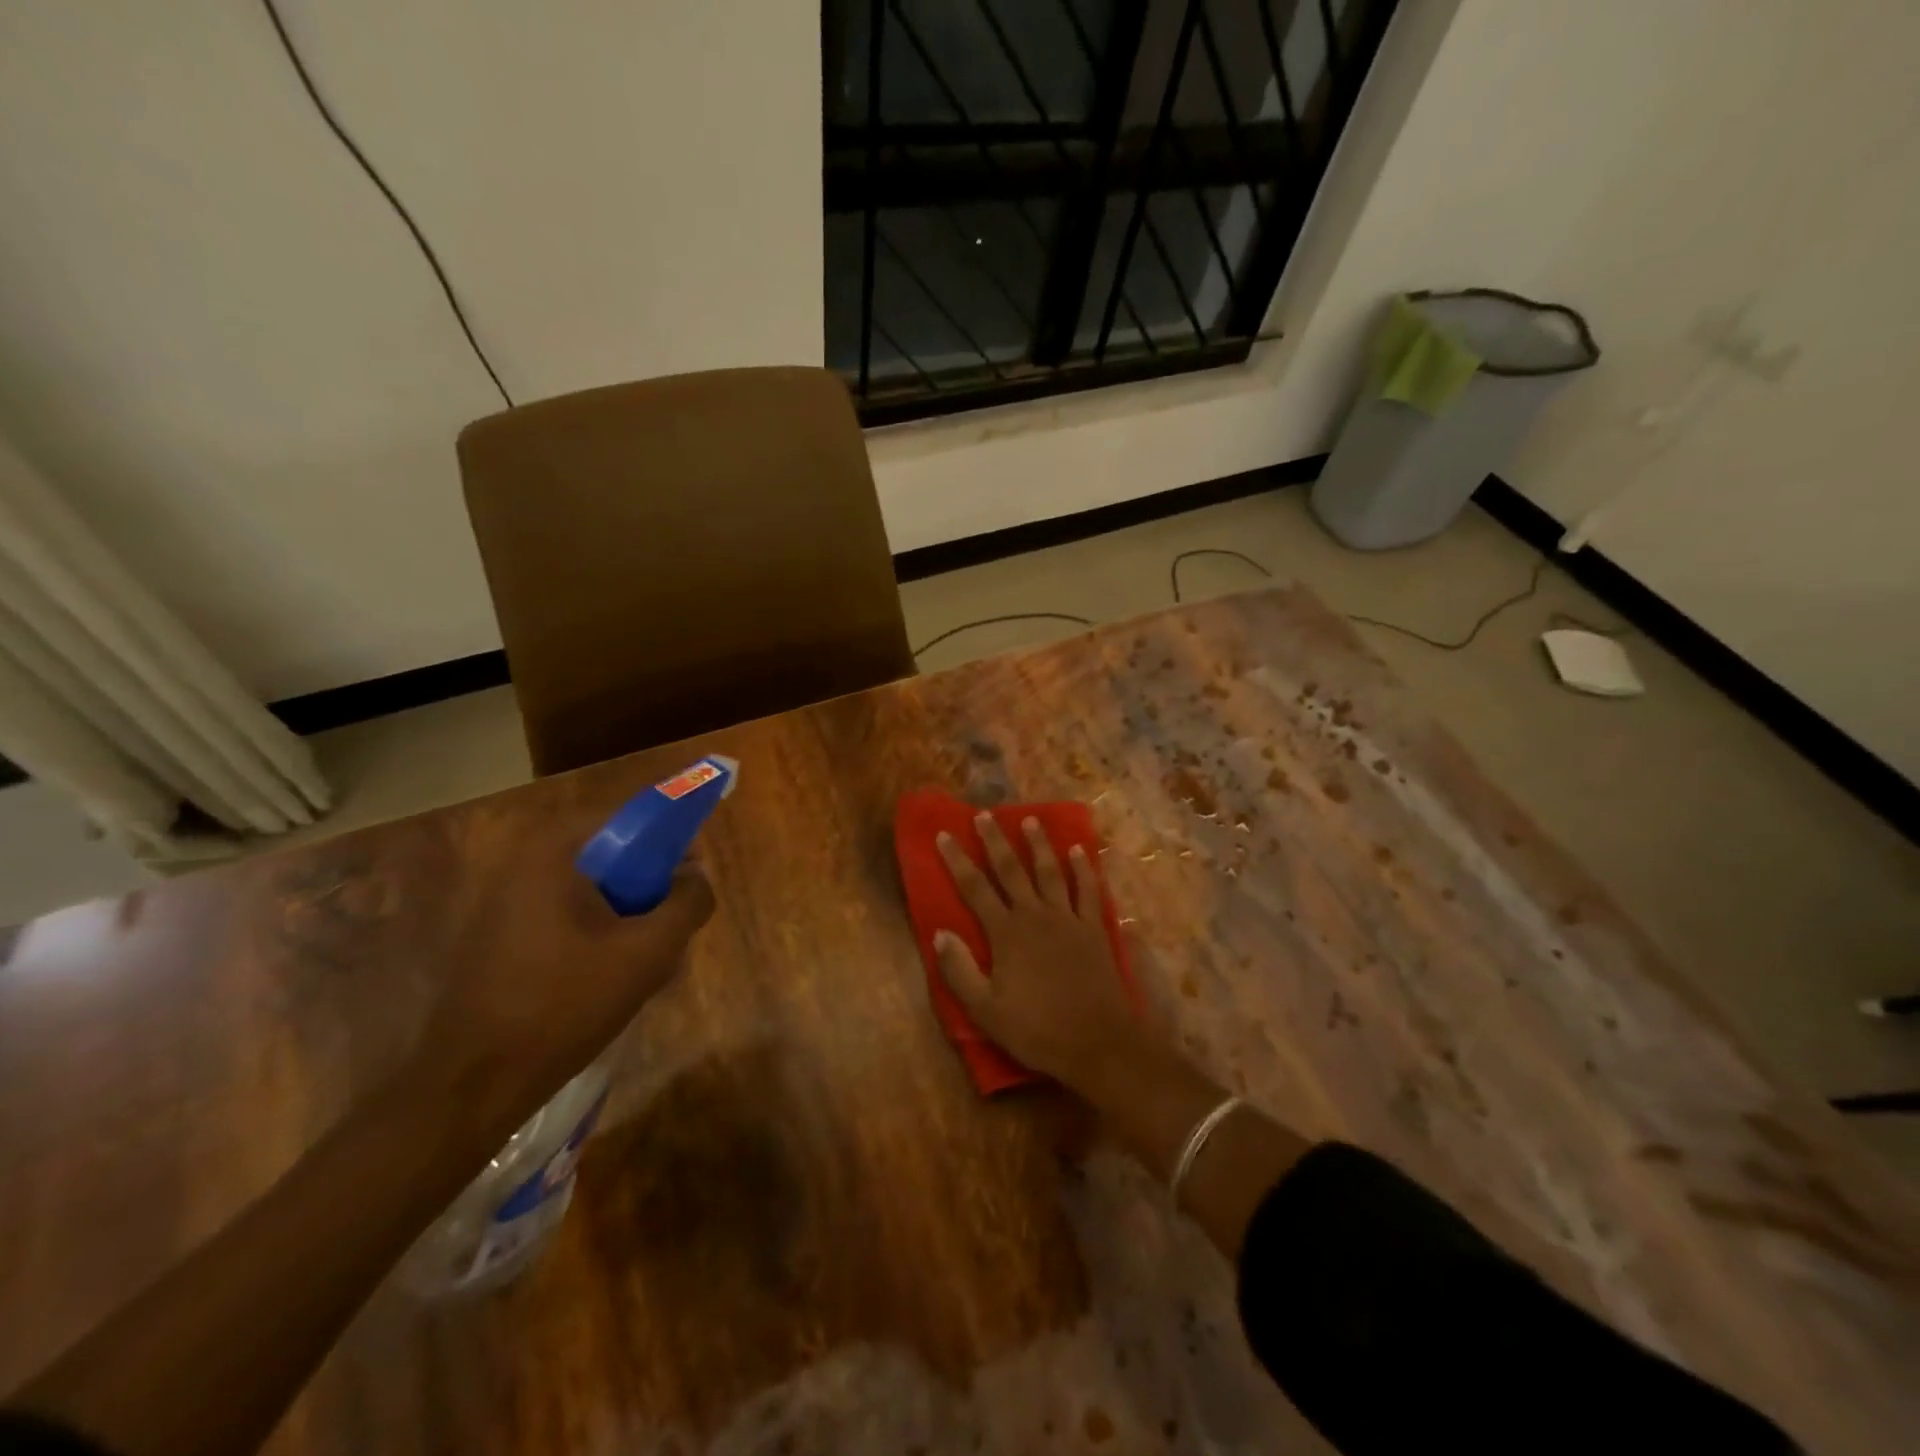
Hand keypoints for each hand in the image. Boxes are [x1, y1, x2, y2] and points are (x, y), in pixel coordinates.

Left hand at [414, 864, 715, 1134]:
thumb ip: (687, 903)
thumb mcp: (647, 952)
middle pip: (613, 854)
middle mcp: (525, 863)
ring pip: (593, 890)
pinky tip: (611, 977)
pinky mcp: (501, 936)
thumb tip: (697, 875)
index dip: (672, 839)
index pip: (631, 817)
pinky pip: (568, 915)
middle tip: (673, 926)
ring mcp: (507, 901)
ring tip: (647, 960)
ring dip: (628, 914)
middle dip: (651, 886)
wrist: (472, 1084)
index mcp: (555, 852)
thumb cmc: (564, 1004)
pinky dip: (598, 933)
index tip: (694, 877)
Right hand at [933, 814, 1146, 1090]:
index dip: (957, 860)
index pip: (975, 888)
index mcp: (1006, 933)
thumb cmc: (1037, 1030)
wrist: (1098, 1043)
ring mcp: (1068, 919)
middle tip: (985, 814)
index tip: (945, 834)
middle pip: (1011, 870)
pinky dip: (1085, 869)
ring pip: (1051, 872)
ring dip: (1039, 845)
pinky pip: (1089, 891)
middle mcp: (1036, 915)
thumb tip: (940, 932)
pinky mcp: (1095, 929)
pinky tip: (1081, 851)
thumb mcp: (986, 1011)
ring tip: (1031, 820)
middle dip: (995, 841)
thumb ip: (960, 971)